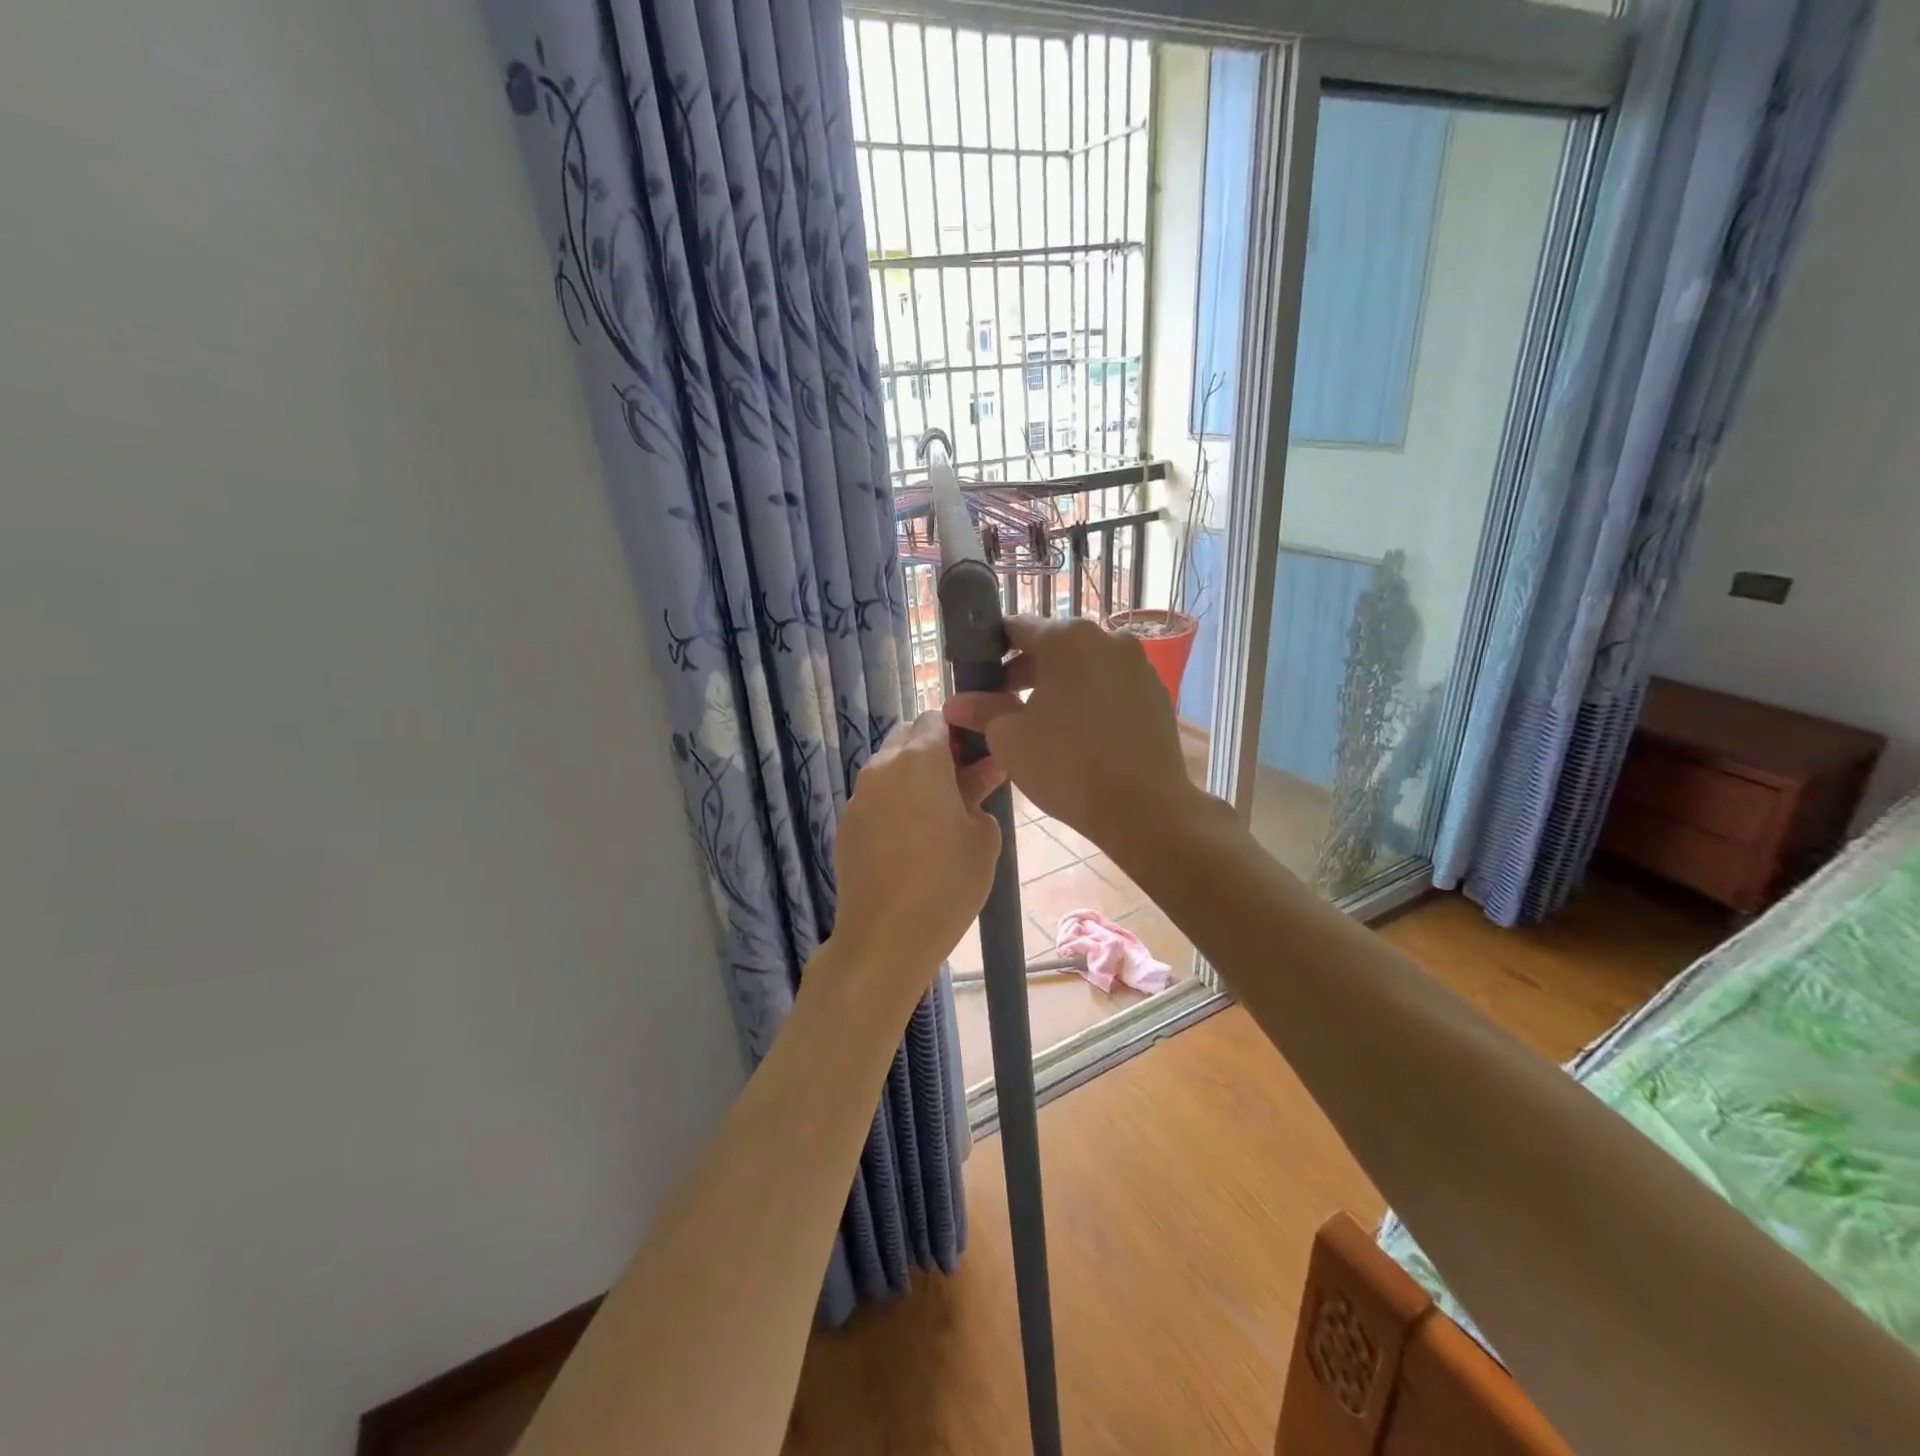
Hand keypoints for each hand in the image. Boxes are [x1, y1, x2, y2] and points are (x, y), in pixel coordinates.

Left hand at [829, 712, 1002, 1002]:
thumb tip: (977, 778)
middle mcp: (881, 768)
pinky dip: (895, 804)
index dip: (959, 730)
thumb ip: (981, 795)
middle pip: (908, 738)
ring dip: (914, 778)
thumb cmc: (946, 883)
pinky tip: (912, 841)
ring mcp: (858, 798)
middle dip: (935, 751)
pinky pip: (875, 799)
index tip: (978, 756)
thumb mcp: (983, 837)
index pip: (936, 717)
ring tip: (940, 815)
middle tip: (962, 784)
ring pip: (890, 769)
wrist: (884, 938)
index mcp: (918, 760)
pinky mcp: (846, 826)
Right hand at [944, 617, 1200, 855]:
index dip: (991, 649)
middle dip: (1024, 672)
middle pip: (1053, 646)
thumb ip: (982, 710)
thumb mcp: (1010, 737)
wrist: (1144, 808)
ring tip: (1039, 723)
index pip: (1017, 627)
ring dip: (1058, 686)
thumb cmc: (1067, 765)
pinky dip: (1089, 700)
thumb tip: (955, 703)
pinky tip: (1079, 735)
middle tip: (1001, 705)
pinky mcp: (1156, 694)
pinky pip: (1111, 687)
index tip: (977, 676)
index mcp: (1067, 638)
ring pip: (1084, 667)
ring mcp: (1138, 665)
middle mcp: (1107, 638)